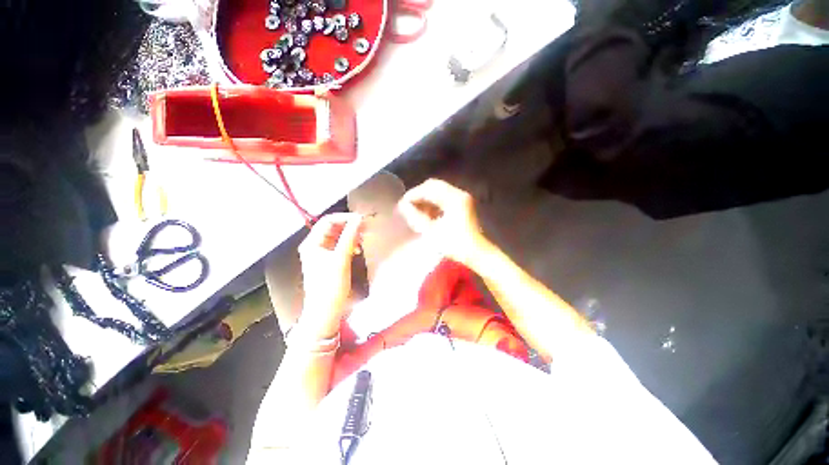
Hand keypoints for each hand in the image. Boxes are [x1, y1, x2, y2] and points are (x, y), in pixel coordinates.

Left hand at [297, 213, 363, 339]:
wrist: (325, 312)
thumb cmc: (330, 286)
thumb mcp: (341, 259)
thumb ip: (349, 237)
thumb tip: (359, 219)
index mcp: (312, 243)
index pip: (328, 221)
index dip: (345, 218)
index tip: (362, 220)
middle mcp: (315, 246)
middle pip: (333, 228)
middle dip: (349, 226)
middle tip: (365, 227)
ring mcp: (321, 254)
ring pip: (337, 237)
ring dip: (350, 235)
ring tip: (363, 237)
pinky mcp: (329, 262)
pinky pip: (339, 246)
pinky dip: (349, 244)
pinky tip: (357, 249)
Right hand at [397, 179, 487, 266]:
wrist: (477, 253)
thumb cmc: (454, 244)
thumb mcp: (431, 232)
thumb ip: (416, 216)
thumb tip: (403, 206)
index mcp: (453, 198)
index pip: (428, 188)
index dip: (413, 195)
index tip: (402, 204)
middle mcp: (459, 193)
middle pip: (434, 186)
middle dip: (419, 195)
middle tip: (407, 207)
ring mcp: (462, 198)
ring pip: (439, 191)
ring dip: (426, 199)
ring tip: (416, 212)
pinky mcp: (463, 205)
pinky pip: (445, 198)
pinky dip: (434, 203)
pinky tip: (428, 214)